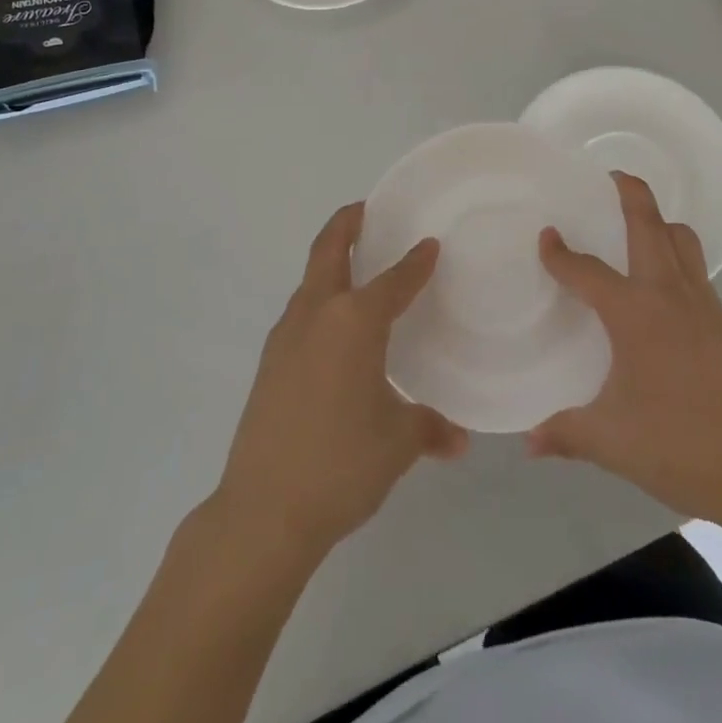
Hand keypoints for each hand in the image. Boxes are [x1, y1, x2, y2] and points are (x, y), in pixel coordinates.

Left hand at [214, 203, 467, 558]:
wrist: (262, 511)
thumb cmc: (340, 464)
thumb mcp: (397, 443)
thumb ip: (430, 429)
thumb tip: (459, 439)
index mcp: (355, 322)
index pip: (395, 279)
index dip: (416, 261)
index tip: (430, 244)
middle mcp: (318, 314)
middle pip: (329, 249)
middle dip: (348, 223)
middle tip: (369, 211)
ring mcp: (286, 336)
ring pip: (311, 279)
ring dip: (331, 261)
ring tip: (359, 268)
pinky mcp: (269, 361)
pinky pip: (301, 311)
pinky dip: (320, 299)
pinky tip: (336, 330)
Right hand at [527, 174, 721, 524]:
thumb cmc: (677, 443)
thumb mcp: (610, 440)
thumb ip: (565, 433)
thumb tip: (529, 442)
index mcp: (633, 312)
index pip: (587, 271)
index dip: (561, 253)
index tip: (546, 237)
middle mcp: (667, 293)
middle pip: (649, 224)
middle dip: (630, 192)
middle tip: (611, 177)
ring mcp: (701, 303)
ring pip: (681, 239)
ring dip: (659, 220)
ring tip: (638, 223)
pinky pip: (695, 267)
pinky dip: (676, 254)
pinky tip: (662, 281)